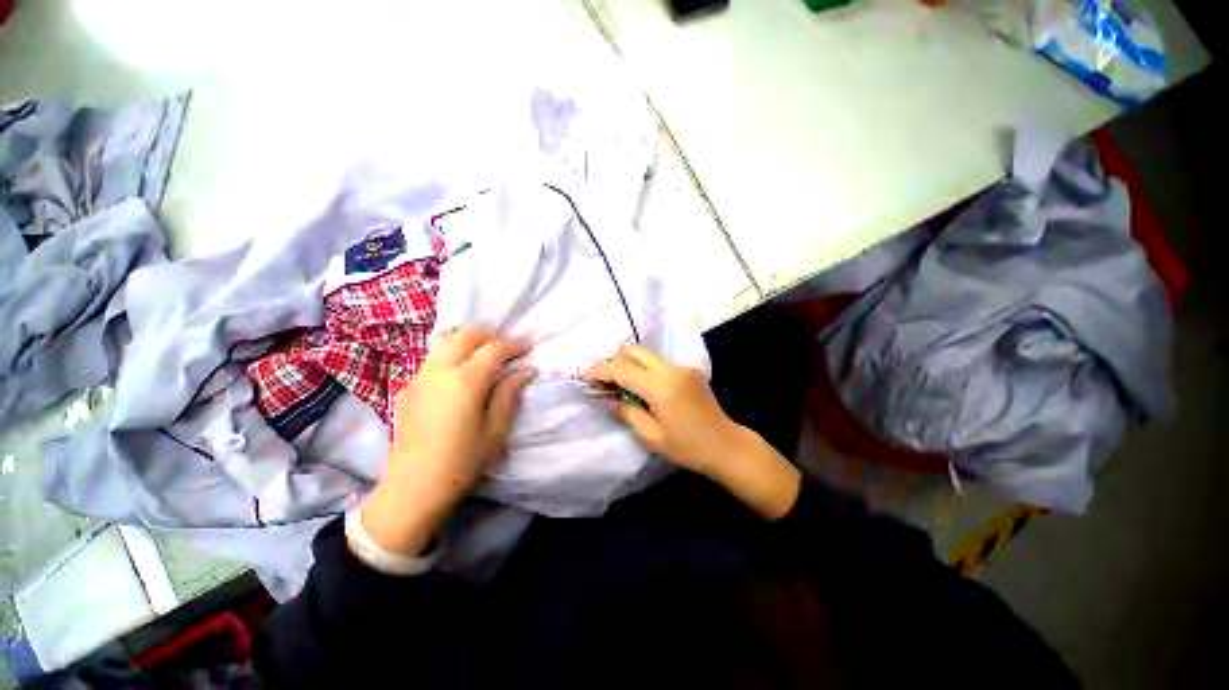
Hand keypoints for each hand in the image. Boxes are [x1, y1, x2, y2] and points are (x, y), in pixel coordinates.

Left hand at [363, 328, 535, 555]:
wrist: (413, 488)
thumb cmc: (463, 461)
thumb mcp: (496, 428)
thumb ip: (510, 393)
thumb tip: (527, 370)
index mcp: (465, 381)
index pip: (493, 349)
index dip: (514, 344)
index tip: (529, 344)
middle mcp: (439, 371)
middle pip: (465, 335)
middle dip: (489, 336)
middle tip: (506, 348)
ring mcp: (419, 377)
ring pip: (445, 343)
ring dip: (468, 342)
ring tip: (485, 356)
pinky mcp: (408, 388)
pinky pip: (433, 358)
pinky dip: (452, 354)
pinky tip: (461, 374)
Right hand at [582, 344, 743, 476]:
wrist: (726, 445)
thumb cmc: (688, 447)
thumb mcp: (651, 436)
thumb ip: (627, 411)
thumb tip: (610, 396)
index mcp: (661, 386)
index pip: (622, 369)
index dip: (600, 371)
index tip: (586, 378)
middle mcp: (672, 369)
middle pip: (634, 350)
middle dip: (614, 361)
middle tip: (604, 380)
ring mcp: (683, 367)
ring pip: (647, 354)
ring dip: (629, 364)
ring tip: (621, 384)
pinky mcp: (690, 370)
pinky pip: (660, 363)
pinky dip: (645, 369)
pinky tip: (643, 387)